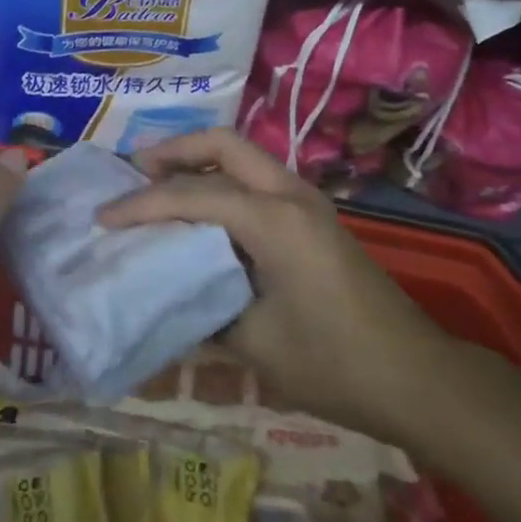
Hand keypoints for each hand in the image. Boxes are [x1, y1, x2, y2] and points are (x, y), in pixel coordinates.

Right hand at [98, 129, 449, 436]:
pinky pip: (256, 178)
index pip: (192, 195)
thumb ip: (202, 307)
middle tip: (134, 170)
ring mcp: (306, 200)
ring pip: (241, 155)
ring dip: (198, 161)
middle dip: (174, 150)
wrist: (418, 377)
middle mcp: (289, 193)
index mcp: (274, 219)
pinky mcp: (313, 216)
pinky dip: (221, 180)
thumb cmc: (334, 363)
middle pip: (222, 144)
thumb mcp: (255, 344)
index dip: (142, 204)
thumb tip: (163, 293)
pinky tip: (201, 210)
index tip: (102, 217)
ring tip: (158, 183)